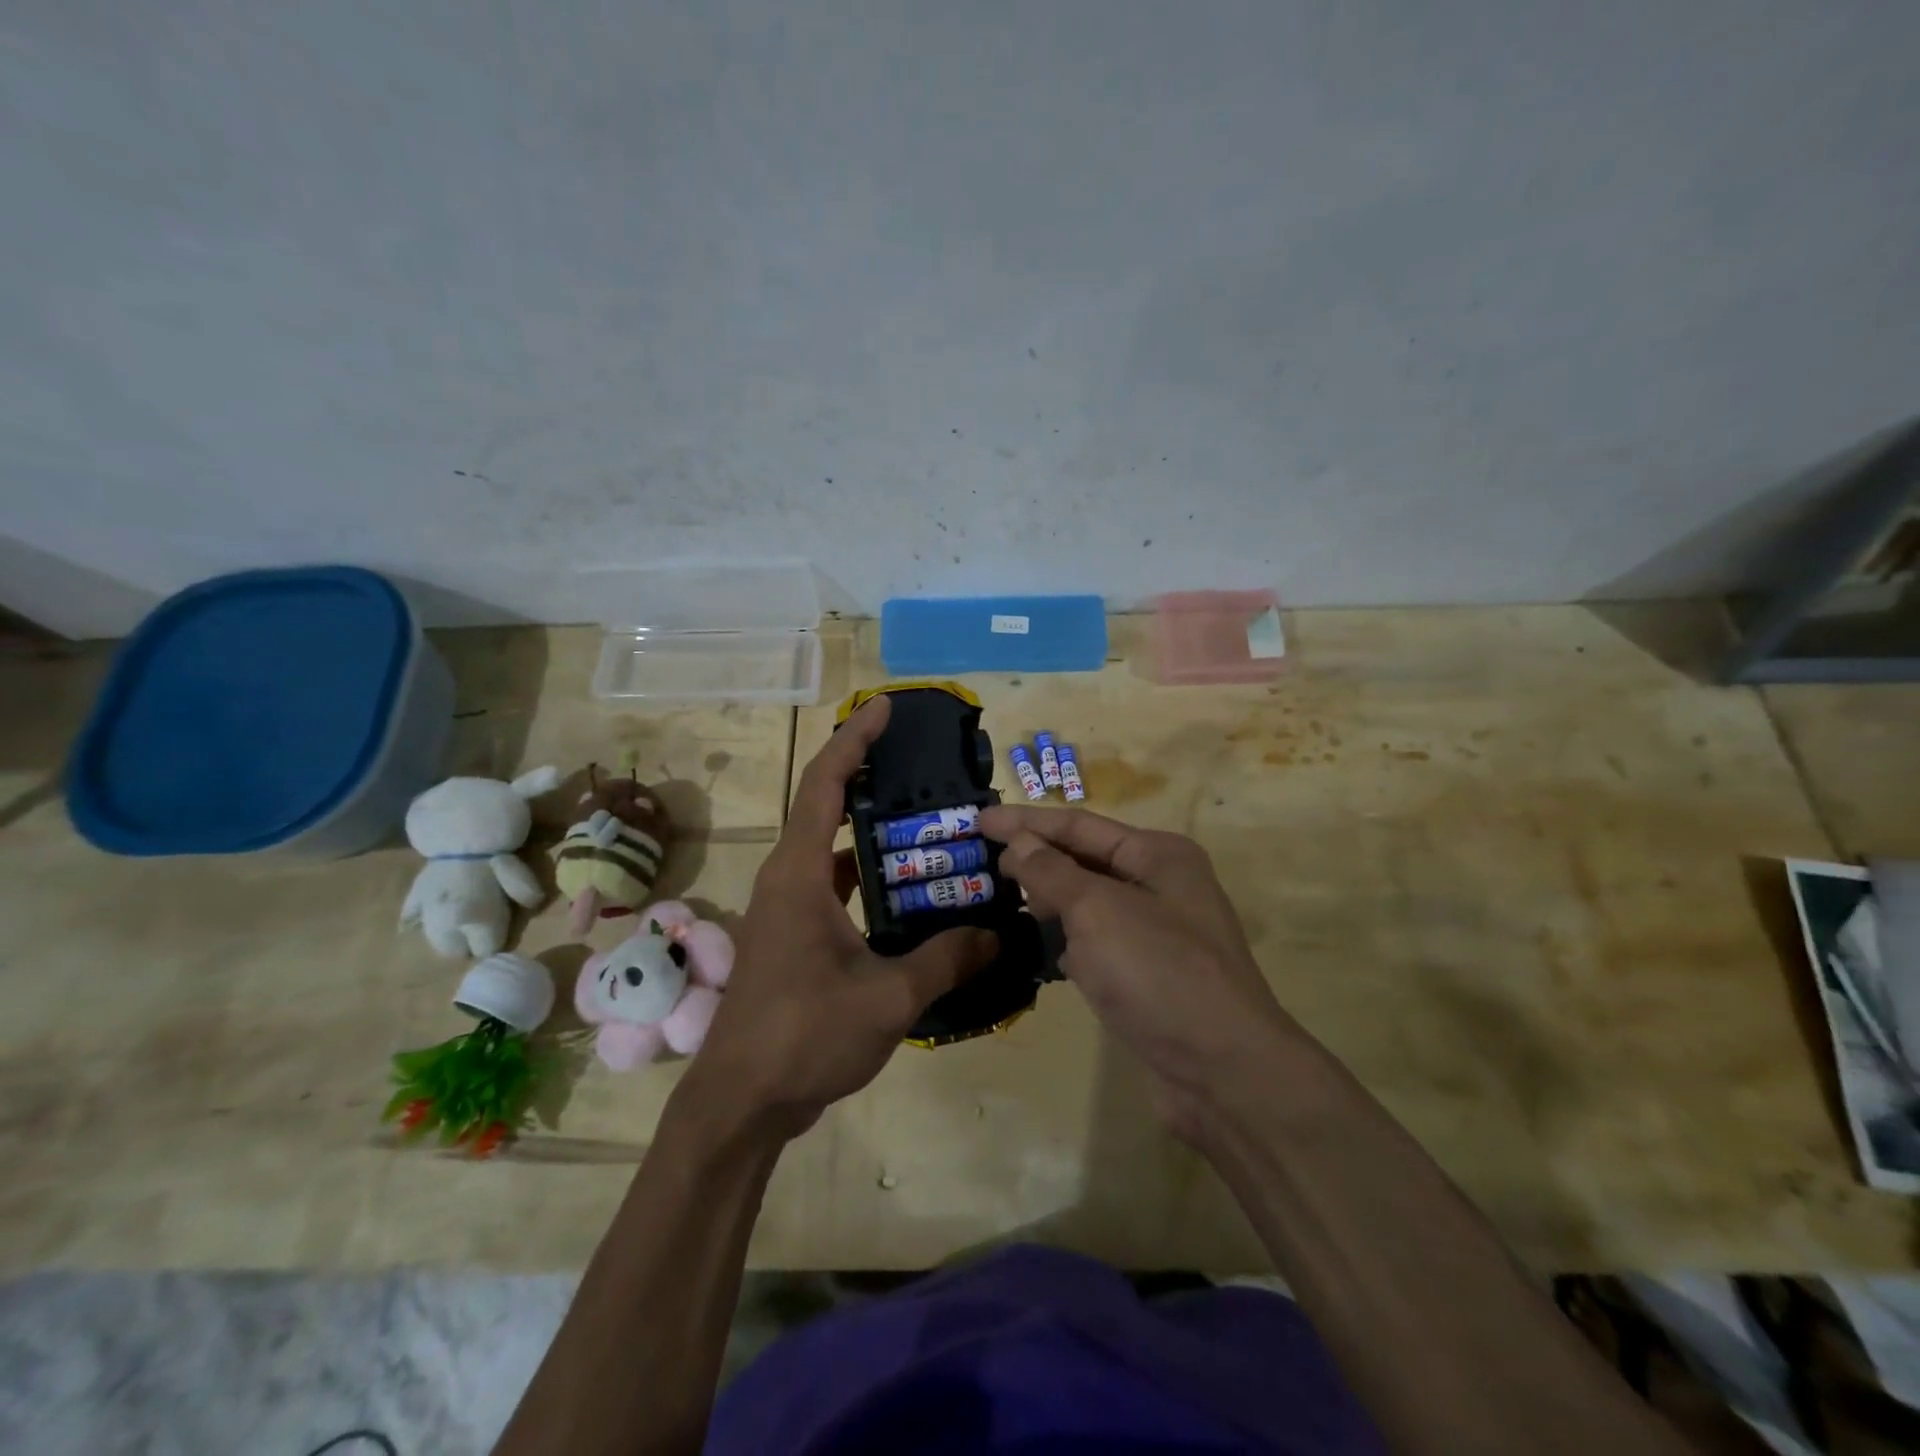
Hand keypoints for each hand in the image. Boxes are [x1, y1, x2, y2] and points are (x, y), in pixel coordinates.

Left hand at [682, 696, 997, 1140]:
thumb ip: (946, 961)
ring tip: (930, 825)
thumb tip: (998, 934)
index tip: (885, 709)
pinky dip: (870, 877)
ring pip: (833, 849)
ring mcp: (788, 909)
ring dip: (874, 832)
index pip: (824, 784)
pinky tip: (911, 895)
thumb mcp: (887, 997)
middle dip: (870, 776)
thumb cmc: (803, 1036)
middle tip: (924, 766)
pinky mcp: (795, 937)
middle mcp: (788, 879)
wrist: (741, 1102)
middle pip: (826, 806)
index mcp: (800, 874)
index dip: (854, 740)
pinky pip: (836, 887)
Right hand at [981, 804, 1299, 1128]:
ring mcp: (1157, 932)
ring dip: (1049, 897)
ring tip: (1003, 896)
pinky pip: (1097, 940)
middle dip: (1036, 857)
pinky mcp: (1148, 974)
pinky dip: (1067, 937)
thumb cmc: (1159, 973)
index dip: (1025, 821)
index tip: (978, 821)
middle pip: (1085, 859)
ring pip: (1089, 902)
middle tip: (984, 862)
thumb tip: (1019, 843)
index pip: (1078, 825)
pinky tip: (1040, 944)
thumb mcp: (1097, 911)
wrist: (1222, 1072)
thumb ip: (1052, 871)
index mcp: (1158, 855)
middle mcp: (1161, 885)